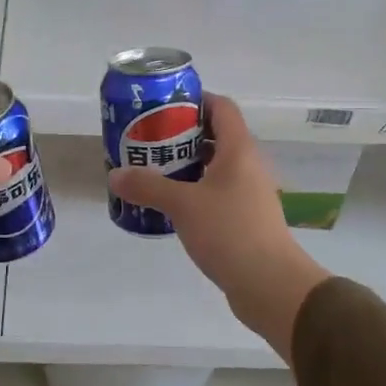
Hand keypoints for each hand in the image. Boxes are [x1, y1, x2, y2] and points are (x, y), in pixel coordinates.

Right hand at [107, 93, 330, 362]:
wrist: (270, 285)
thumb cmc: (229, 232)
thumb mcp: (182, 205)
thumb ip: (148, 186)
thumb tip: (115, 174)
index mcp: (239, 150)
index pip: (221, 107)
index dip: (194, 100)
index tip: (163, 106)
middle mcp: (248, 165)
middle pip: (216, 136)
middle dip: (182, 135)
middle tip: (148, 140)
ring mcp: (250, 193)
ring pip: (216, 167)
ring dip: (187, 165)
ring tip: (153, 171)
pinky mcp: (246, 219)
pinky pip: (217, 193)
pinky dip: (195, 191)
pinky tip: (172, 206)